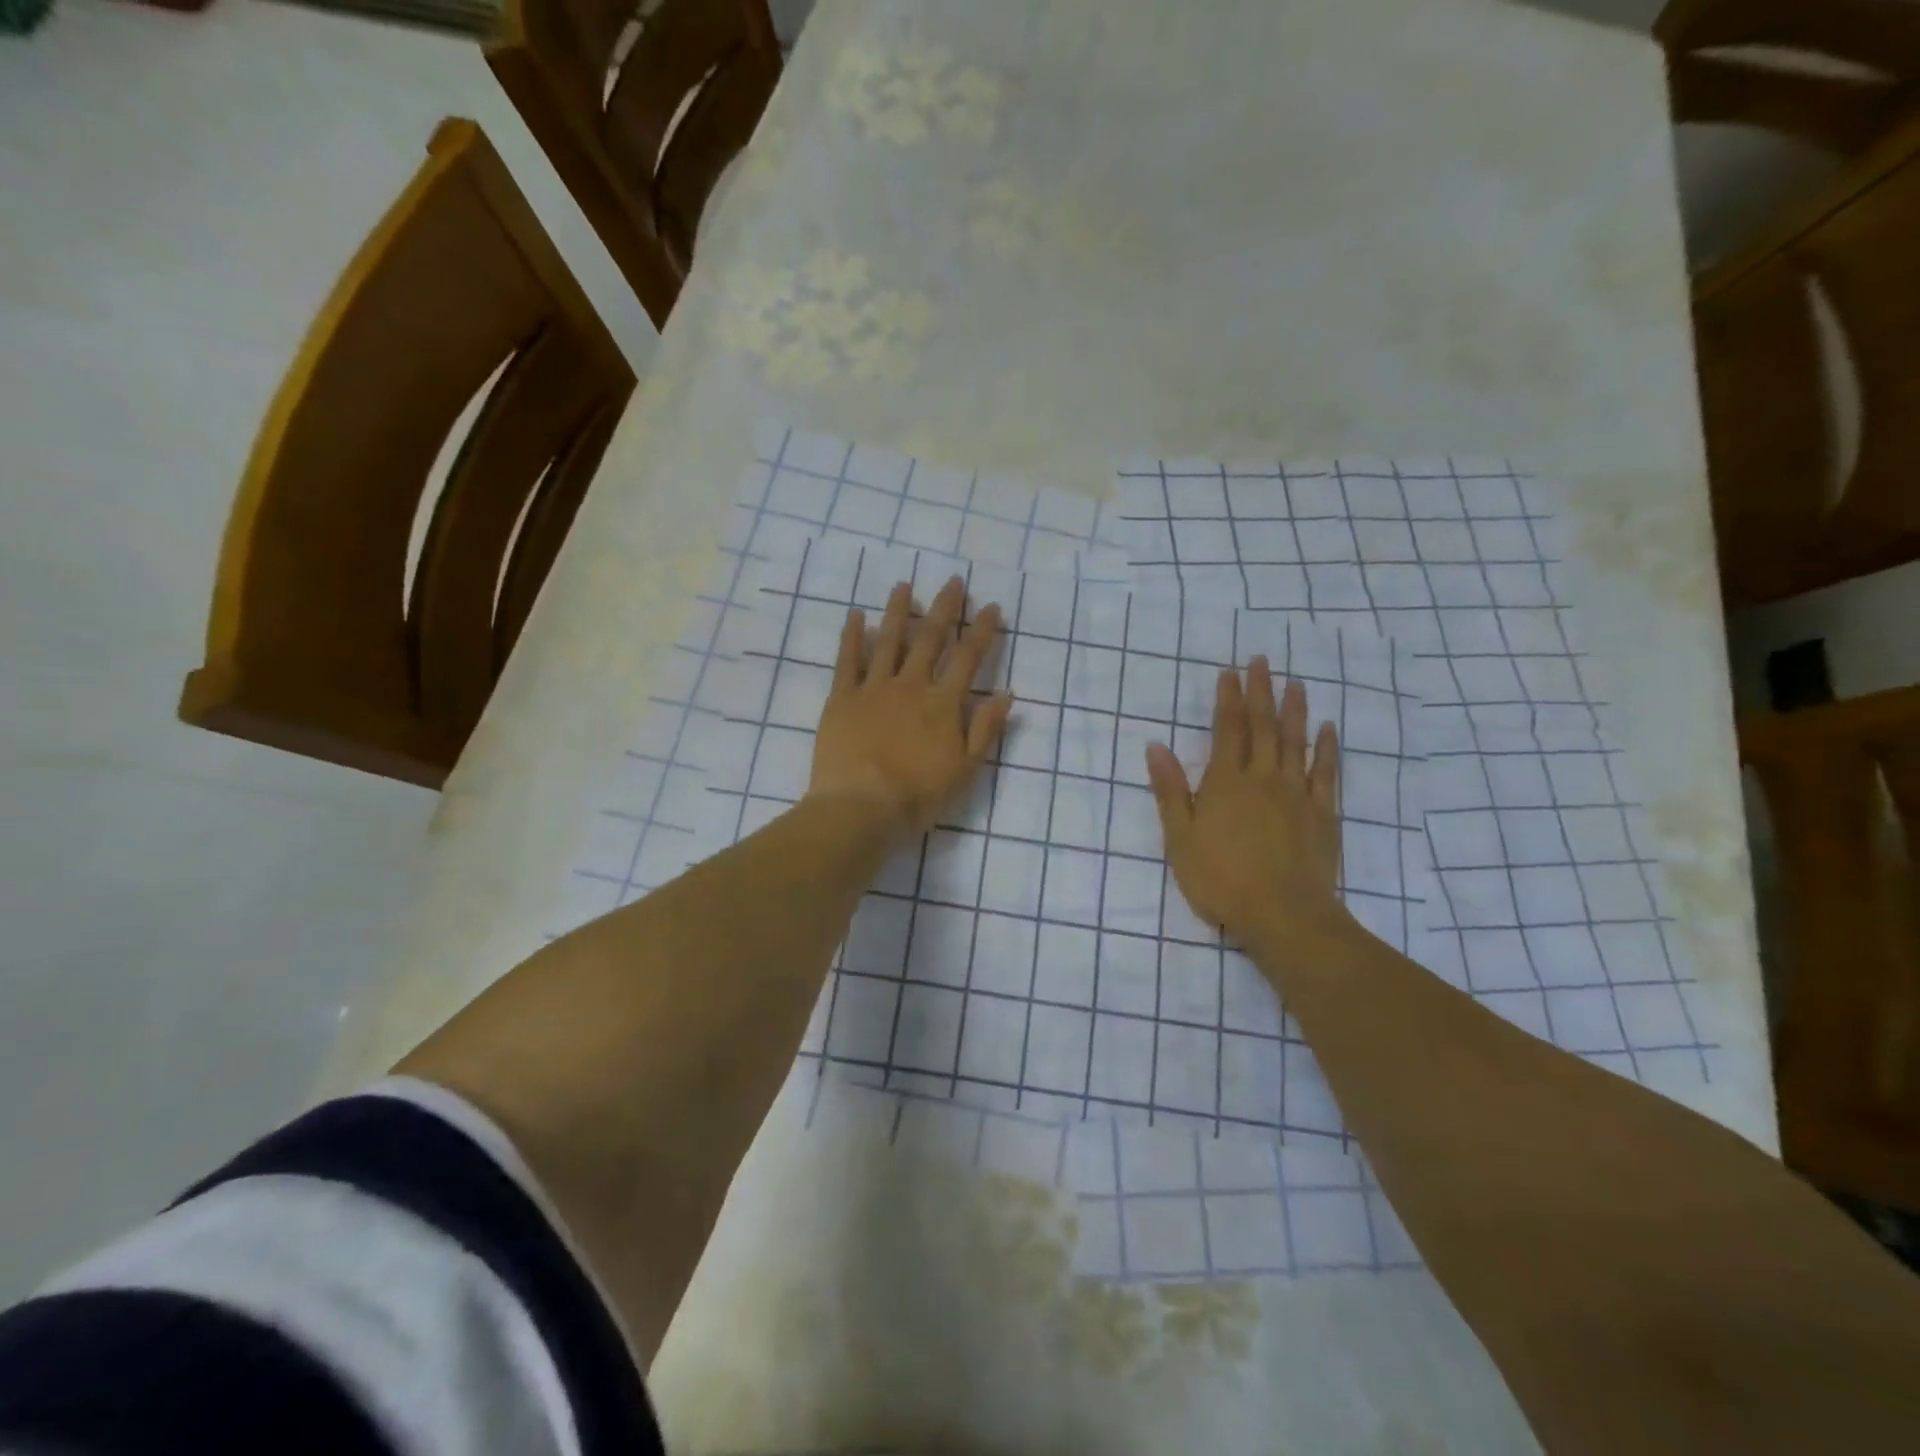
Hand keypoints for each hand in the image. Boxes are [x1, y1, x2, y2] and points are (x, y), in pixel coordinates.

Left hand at [808, 576, 1013, 840]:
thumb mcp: (965, 769)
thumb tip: (1006, 693)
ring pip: (889, 641)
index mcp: (943, 704)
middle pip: (930, 639)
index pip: (968, 659)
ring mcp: (874, 688)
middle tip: (954, 581)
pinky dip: (852, 636)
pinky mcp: (842, 697)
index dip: (982, 631)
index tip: (992, 607)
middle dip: (945, 608)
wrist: (861, 806)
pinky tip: (855, 615)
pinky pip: (847, 660)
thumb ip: (985, 729)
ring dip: (899, 611)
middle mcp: (911, 685)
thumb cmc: (918, 795)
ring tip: (904, 586)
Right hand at [1146, 657, 1348, 950]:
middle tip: (1262, 661)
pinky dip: (1326, 748)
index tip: (1229, 672)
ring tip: (1295, 683)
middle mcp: (1263, 778)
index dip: (1227, 699)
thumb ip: (1170, 791)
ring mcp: (1297, 793)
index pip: (1227, 730)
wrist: (1283, 915)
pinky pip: (1326, 772)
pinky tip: (1327, 729)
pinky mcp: (1322, 813)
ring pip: (1295, 742)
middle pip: (1262, 727)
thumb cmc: (1221, 879)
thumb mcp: (1180, 838)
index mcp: (1226, 783)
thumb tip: (1156, 747)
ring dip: (1294, 710)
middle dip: (1260, 692)